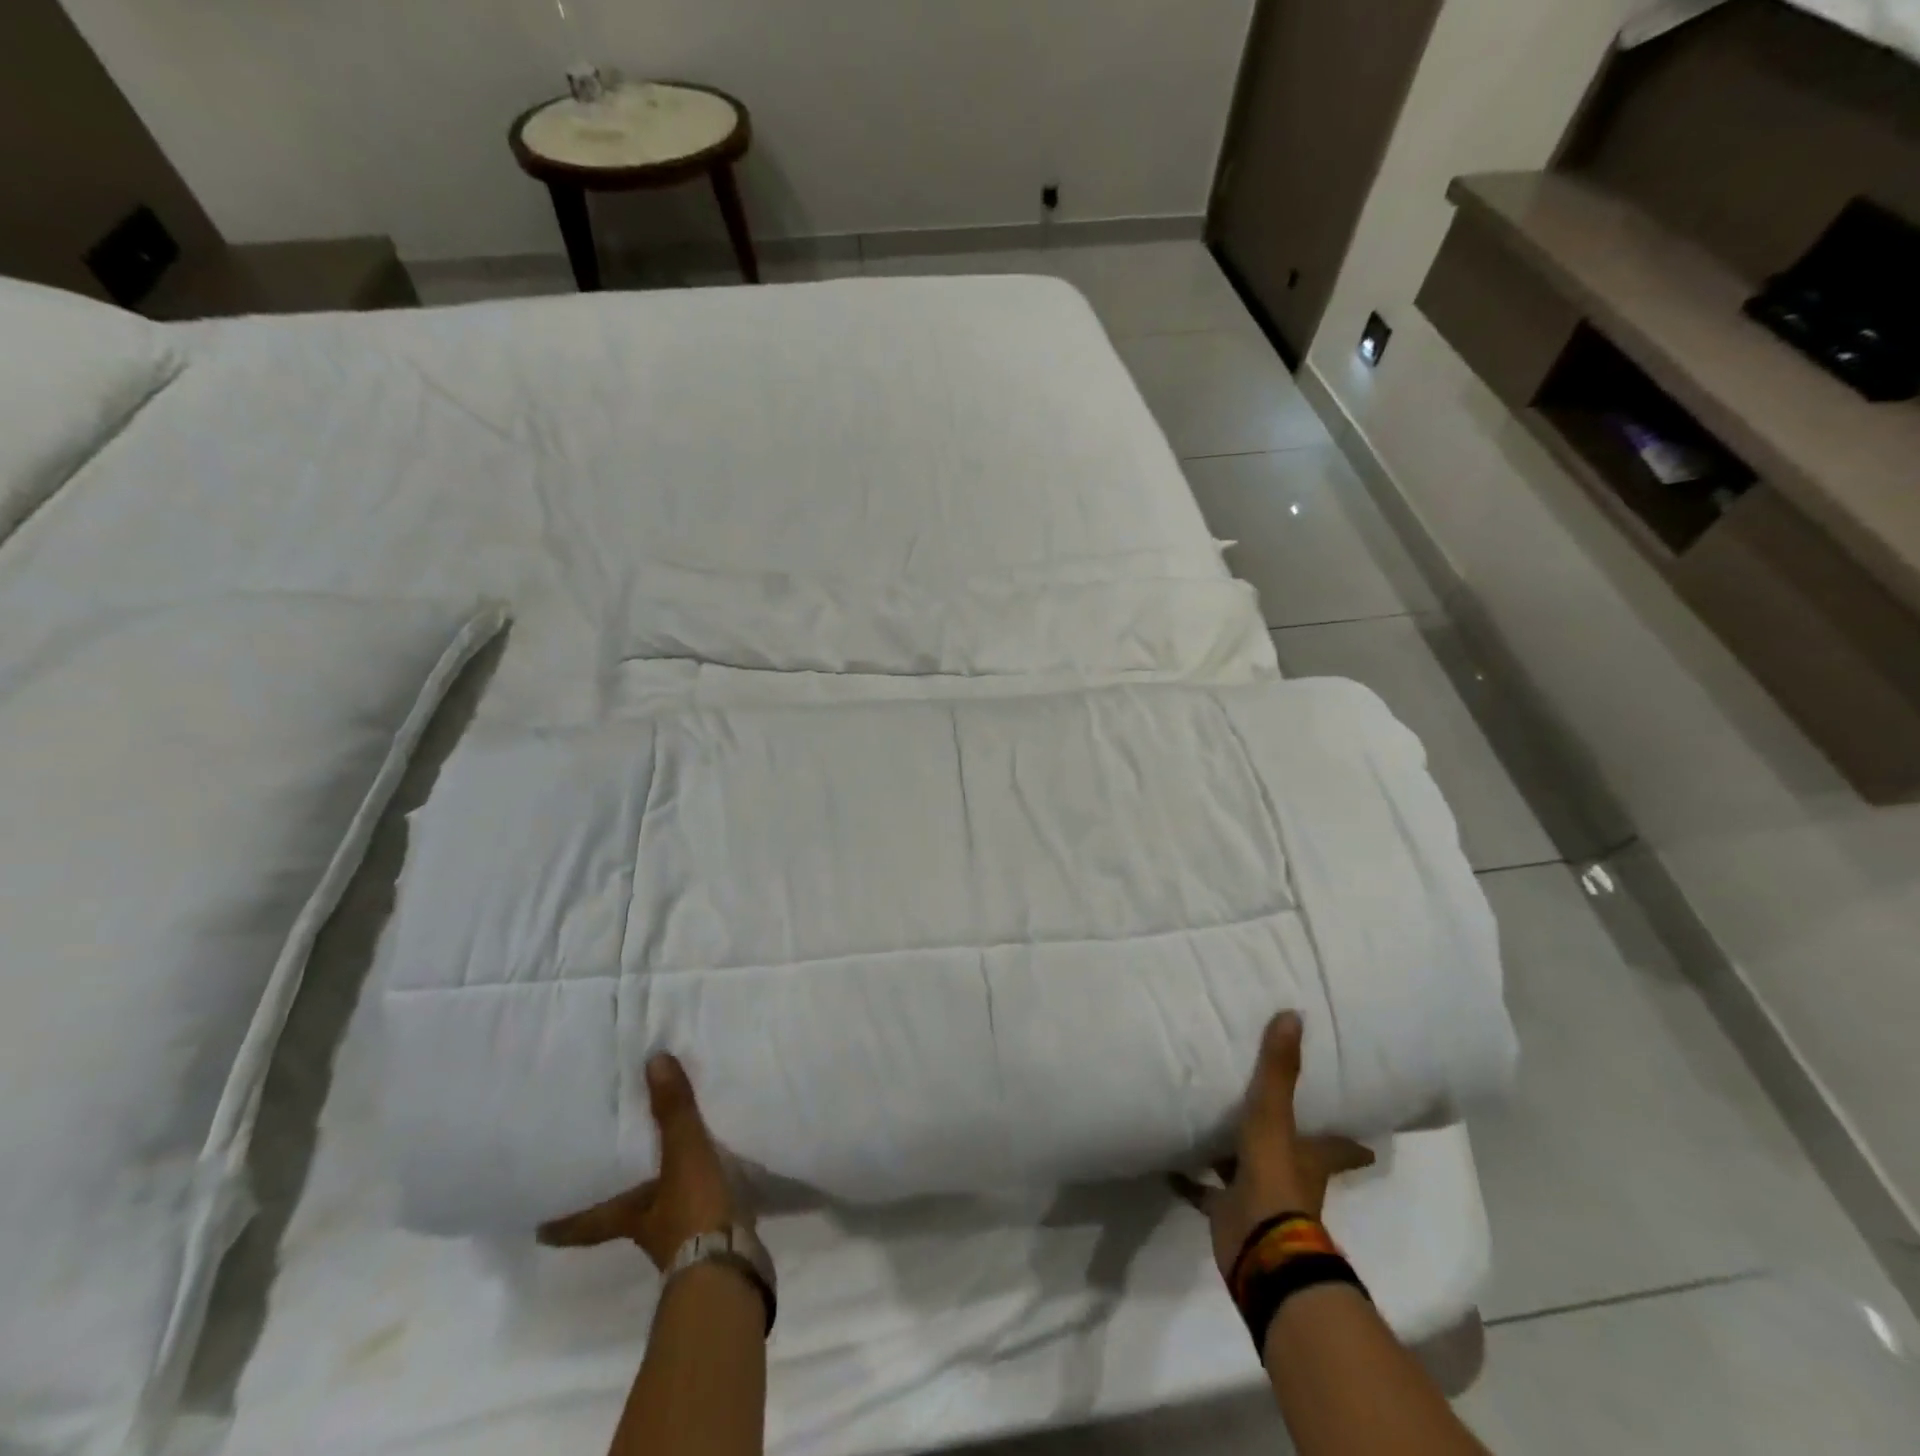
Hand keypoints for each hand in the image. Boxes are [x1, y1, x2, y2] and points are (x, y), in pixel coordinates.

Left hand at [538, 1053, 741, 1270]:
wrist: (732, 1267)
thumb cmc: (692, 1213)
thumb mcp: (683, 1155)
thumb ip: (672, 1111)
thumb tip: (653, 1061)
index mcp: (628, 1215)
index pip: (585, 1219)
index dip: (563, 1220)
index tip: (537, 1222)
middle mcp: (646, 1229)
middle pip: (620, 1214)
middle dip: (615, 1199)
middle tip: (606, 1174)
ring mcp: (679, 1239)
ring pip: (659, 1212)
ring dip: (659, 1195)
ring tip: (665, 1168)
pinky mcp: (711, 1238)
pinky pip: (696, 1211)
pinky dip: (698, 1198)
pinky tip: (711, 1180)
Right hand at [1172, 1012, 1376, 1280]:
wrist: (1258, 1244)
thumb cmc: (1274, 1176)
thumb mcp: (1274, 1117)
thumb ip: (1280, 1070)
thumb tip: (1293, 1015)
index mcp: (1308, 1159)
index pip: (1338, 1148)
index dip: (1351, 1144)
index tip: (1366, 1142)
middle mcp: (1288, 1177)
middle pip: (1292, 1156)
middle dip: (1285, 1141)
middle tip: (1270, 1113)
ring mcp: (1257, 1197)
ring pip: (1245, 1169)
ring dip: (1230, 1154)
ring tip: (1208, 1124)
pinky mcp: (1228, 1213)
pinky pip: (1205, 1192)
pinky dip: (1189, 1180)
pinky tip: (1169, 1164)